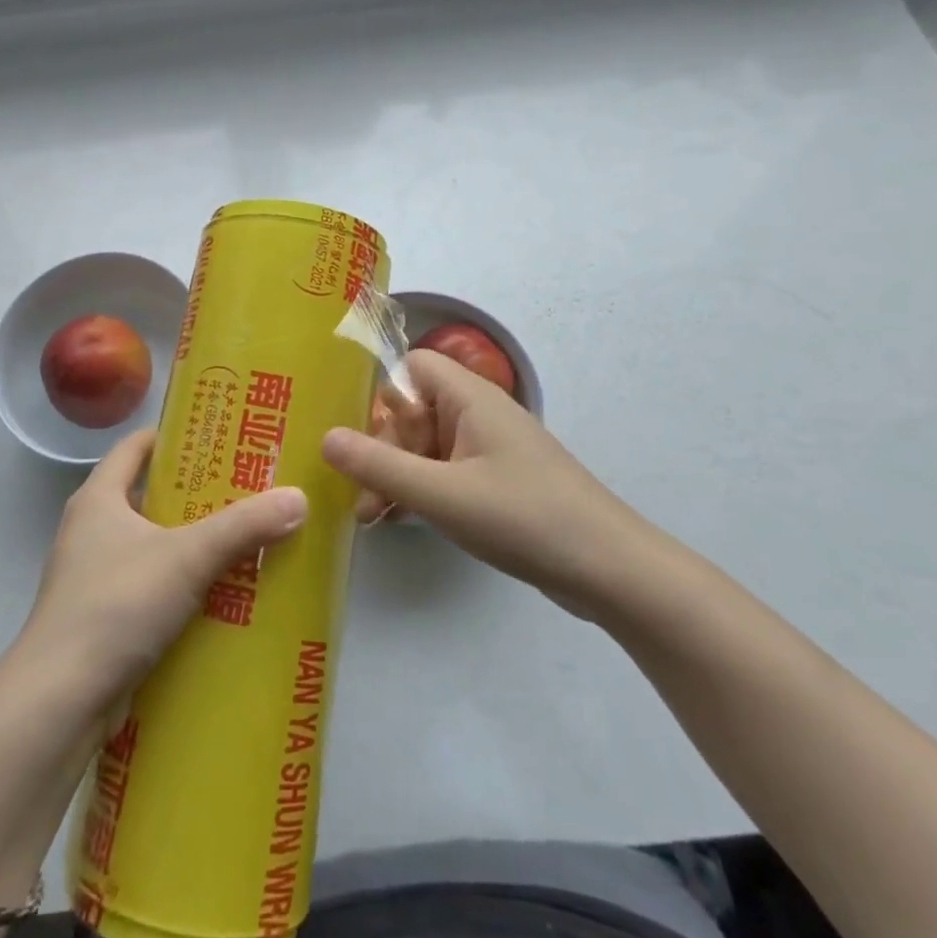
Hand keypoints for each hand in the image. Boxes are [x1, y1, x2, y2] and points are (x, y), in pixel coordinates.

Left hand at [20, 429, 308, 709]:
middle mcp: (91, 530)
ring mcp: (94, 578)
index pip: (134, 447)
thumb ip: (243, 526)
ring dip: (193, 544)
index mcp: (98, 499)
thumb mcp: (187, 557)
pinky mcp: (104, 619)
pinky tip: (224, 595)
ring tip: (246, 539)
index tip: (217, 435)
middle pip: (148, 496)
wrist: (60, 702)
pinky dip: (183, 587)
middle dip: (196, 494)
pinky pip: (152, 588)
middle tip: (249, 488)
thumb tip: (299, 497)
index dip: (172, 436)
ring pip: (153, 546)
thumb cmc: (116, 605)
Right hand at [323, 351, 660, 620]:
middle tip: (365, 498)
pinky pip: (445, 472)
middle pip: (414, 411)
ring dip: (397, 475)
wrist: (611, 570)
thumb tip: (325, 437)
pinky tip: (399, 521)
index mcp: (470, 398)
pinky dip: (420, 490)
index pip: (413, 367)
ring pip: (426, 446)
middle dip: (383, 450)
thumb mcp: (442, 494)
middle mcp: (478, 414)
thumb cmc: (523, 517)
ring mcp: (490, 450)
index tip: (363, 438)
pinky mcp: (497, 482)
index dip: (384, 396)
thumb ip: (379, 466)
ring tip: (373, 517)